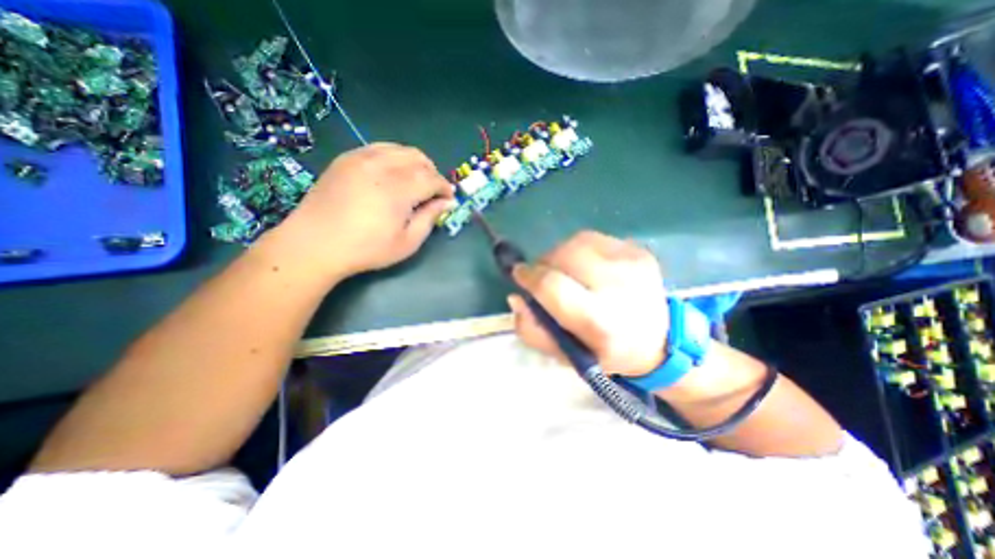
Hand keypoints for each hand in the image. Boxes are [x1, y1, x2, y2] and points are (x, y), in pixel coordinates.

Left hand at [276, 143, 453, 276]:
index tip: (448, 199)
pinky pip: (379, 148)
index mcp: (398, 190)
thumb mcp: (407, 242)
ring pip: (400, 149)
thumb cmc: (366, 249)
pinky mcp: (347, 158)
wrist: (315, 244)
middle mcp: (381, 166)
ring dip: (415, 163)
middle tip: (433, 191)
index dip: (444, 187)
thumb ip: (429, 218)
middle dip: (432, 173)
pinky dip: (394, 157)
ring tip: (415, 181)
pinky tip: (393, 174)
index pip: (432, 178)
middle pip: (418, 158)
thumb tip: (447, 202)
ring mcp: (361, 158)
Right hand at [512, 229, 666, 378]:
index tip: (519, 275)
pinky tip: (586, 266)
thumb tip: (516, 297)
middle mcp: (618, 286)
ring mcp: (632, 262)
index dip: (529, 277)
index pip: (552, 286)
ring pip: (576, 242)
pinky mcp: (638, 250)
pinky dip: (579, 249)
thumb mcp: (565, 355)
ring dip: (560, 255)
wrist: (660, 340)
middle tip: (543, 277)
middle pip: (563, 255)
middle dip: (544, 264)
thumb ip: (533, 330)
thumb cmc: (606, 352)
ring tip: (565, 272)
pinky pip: (593, 239)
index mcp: (600, 321)